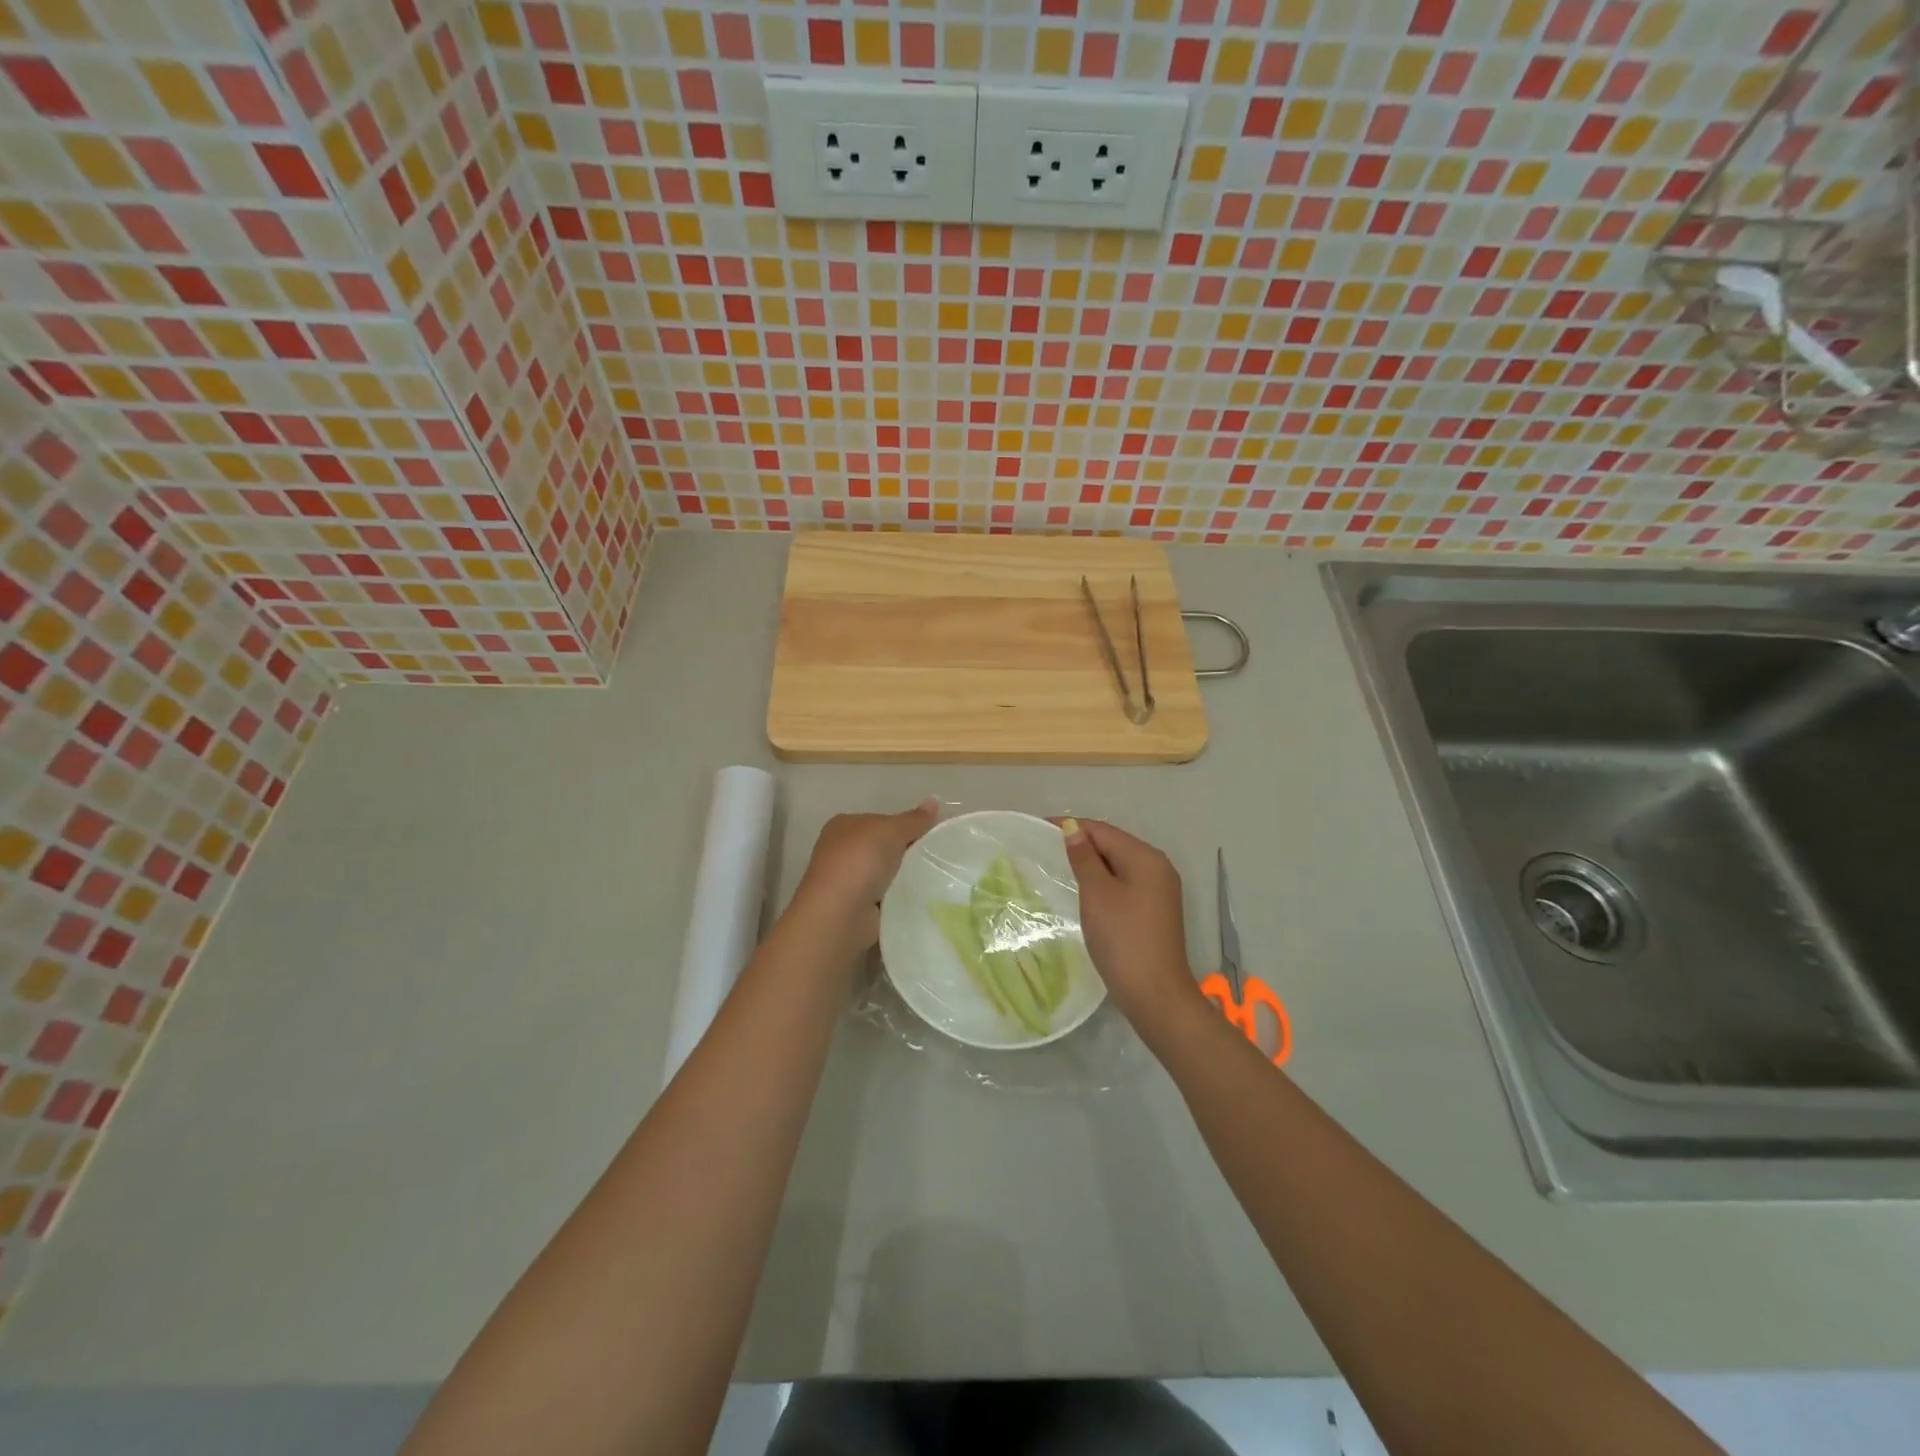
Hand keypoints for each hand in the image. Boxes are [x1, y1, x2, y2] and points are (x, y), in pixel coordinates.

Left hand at [789, 799, 938, 952]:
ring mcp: (845, 881)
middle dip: (906, 852)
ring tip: (933, 878)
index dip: (904, 826)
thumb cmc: (861, 860)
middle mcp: (839, 851)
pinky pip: (885, 897)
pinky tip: (917, 898)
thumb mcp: (892, 830)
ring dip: (904, 877)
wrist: (841, 912)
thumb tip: (934, 801)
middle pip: (883, 847)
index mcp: (842, 826)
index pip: (879, 821)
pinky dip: (898, 897)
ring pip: (885, 873)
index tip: (929, 834)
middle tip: (935, 857)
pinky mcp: (854, 907)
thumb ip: (914, 819)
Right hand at [1061, 818, 1201, 1025]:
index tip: (1040, 828)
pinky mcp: (1155, 910)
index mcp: (1146, 858)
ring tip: (1059, 866)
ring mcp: (1160, 890)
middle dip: (1082, 843)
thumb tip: (1073, 829)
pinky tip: (1085, 891)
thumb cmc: (1123, 939)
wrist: (1155, 994)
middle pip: (1113, 845)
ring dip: (1092, 863)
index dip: (1072, 827)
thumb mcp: (1097, 894)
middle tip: (1045, 848)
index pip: (1103, 830)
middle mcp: (1158, 867)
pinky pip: (1125, 883)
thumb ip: (1084, 859)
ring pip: (1119, 865)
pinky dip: (1103, 881)